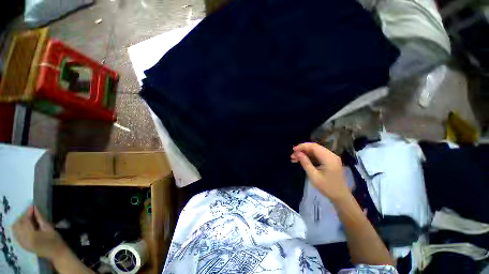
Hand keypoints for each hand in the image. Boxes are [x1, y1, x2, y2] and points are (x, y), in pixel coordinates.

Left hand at [13, 206, 67, 260]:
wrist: (56, 253)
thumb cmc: (55, 239)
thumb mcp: (49, 228)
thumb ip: (40, 218)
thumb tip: (34, 208)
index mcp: (31, 235)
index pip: (26, 221)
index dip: (28, 212)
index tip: (32, 206)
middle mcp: (24, 239)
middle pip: (19, 225)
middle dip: (23, 217)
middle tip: (31, 213)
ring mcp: (22, 243)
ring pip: (16, 229)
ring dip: (20, 223)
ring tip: (27, 219)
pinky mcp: (23, 245)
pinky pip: (17, 235)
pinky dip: (19, 229)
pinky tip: (24, 227)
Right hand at [291, 142, 349, 201]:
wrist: (340, 196)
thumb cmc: (327, 187)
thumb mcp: (314, 176)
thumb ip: (305, 163)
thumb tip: (298, 153)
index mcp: (329, 158)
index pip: (314, 147)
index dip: (302, 146)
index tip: (293, 150)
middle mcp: (331, 155)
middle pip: (314, 147)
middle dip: (302, 150)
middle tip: (293, 156)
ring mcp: (331, 157)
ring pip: (315, 151)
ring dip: (305, 153)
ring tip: (295, 158)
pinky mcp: (330, 160)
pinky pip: (318, 155)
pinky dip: (309, 156)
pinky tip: (301, 160)